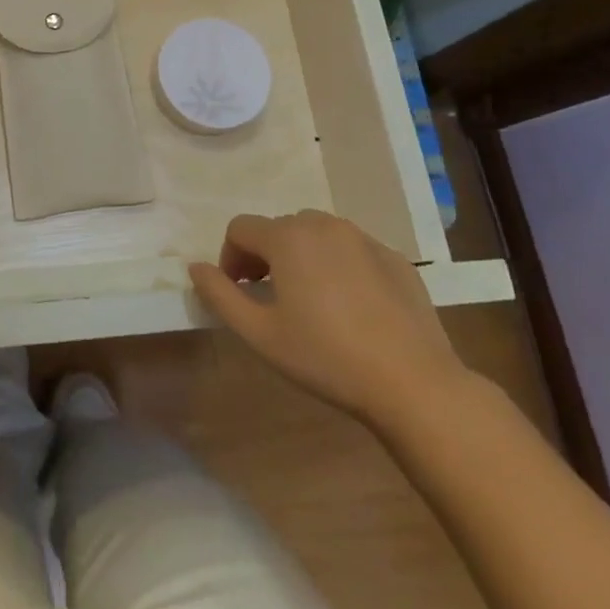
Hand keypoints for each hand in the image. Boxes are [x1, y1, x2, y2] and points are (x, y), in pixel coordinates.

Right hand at [188, 211, 469, 431]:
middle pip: (278, 228)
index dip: (230, 257)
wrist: (414, 384)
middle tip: (270, 297)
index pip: (240, 228)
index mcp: (287, 237)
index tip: (238, 292)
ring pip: (316, 234)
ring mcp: (363, 238)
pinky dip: (339, 265)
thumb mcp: (259, 334)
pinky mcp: (394, 258)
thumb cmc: (326, 357)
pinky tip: (350, 307)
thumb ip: (219, 295)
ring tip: (309, 299)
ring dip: (301, 256)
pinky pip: (352, 249)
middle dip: (265, 255)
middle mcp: (323, 224)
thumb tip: (195, 267)